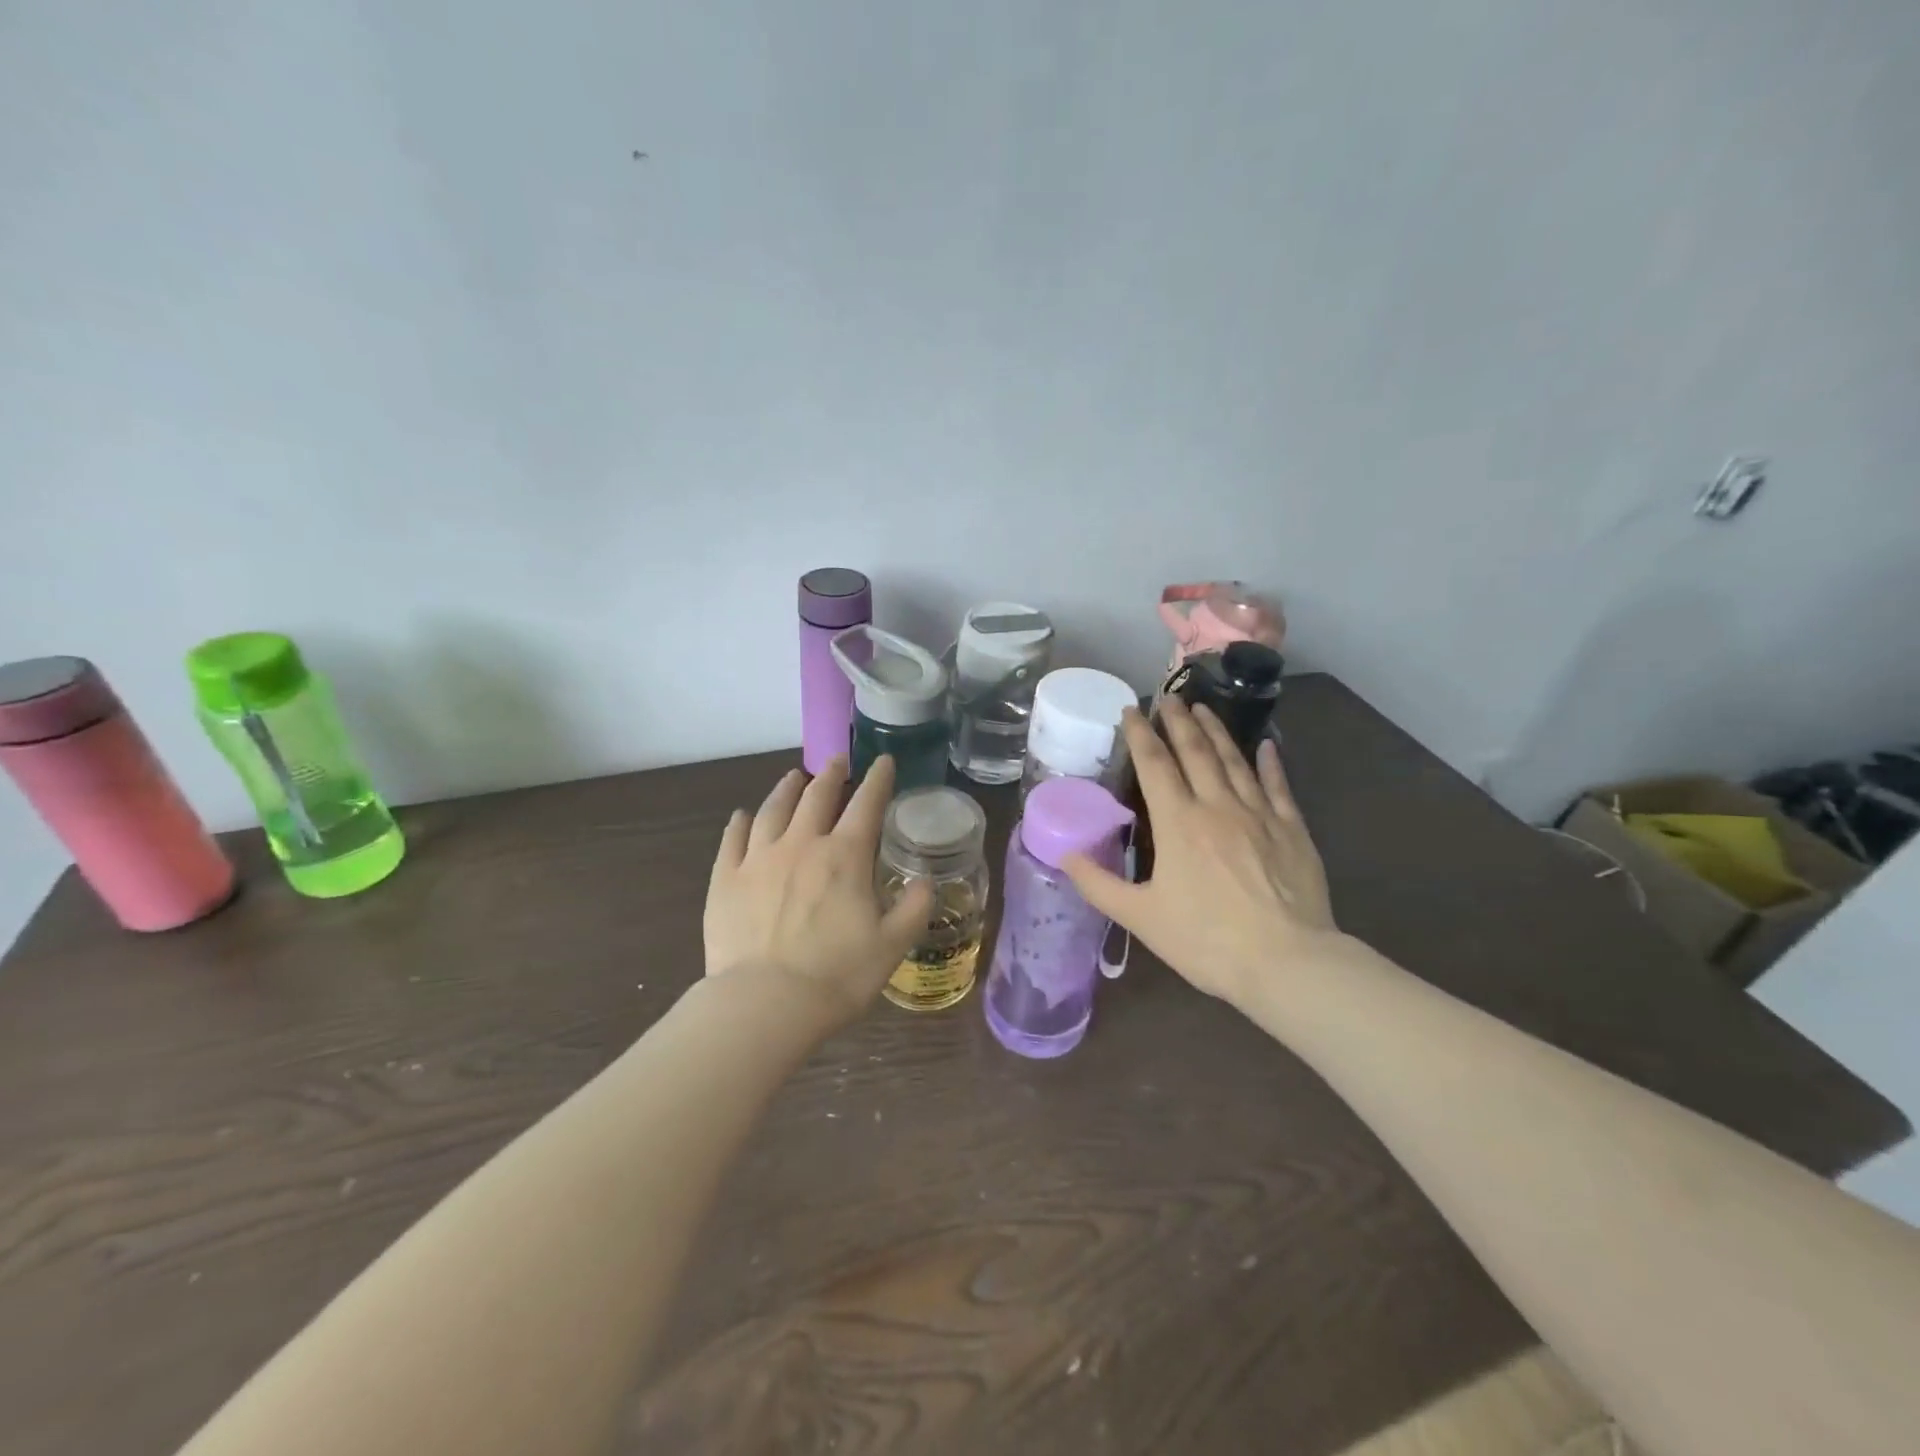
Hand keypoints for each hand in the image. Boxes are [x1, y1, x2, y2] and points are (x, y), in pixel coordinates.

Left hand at [704, 754, 934, 1024]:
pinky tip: (743, 816)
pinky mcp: (725, 879)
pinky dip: (740, 823)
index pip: (866, 804)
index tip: (883, 761)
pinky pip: (732, 839)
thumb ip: (913, 908)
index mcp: (844, 857)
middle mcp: (801, 845)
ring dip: (787, 789)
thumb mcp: (892, 946)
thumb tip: (926, 881)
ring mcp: (758, 859)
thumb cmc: (837, 976)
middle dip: (831, 774)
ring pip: (774, 809)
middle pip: (817, 796)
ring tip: (794, 778)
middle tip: (837, 761)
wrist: (764, 1005)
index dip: (878, 779)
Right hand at [1063, 699, 1342, 1008]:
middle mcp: (1217, 806)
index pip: (1155, 765)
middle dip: (1178, 721)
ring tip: (1204, 708)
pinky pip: (1278, 786)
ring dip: (1217, 731)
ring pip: (1234, 760)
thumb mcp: (1140, 918)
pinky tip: (1266, 746)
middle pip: (1195, 752)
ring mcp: (1259, 814)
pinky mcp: (1292, 830)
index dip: (1141, 735)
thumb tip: (1064, 854)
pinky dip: (1270, 762)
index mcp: (1178, 823)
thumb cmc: (1207, 940)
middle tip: (1169, 697)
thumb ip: (1098, 884)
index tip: (1131, 710)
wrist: (1287, 962)